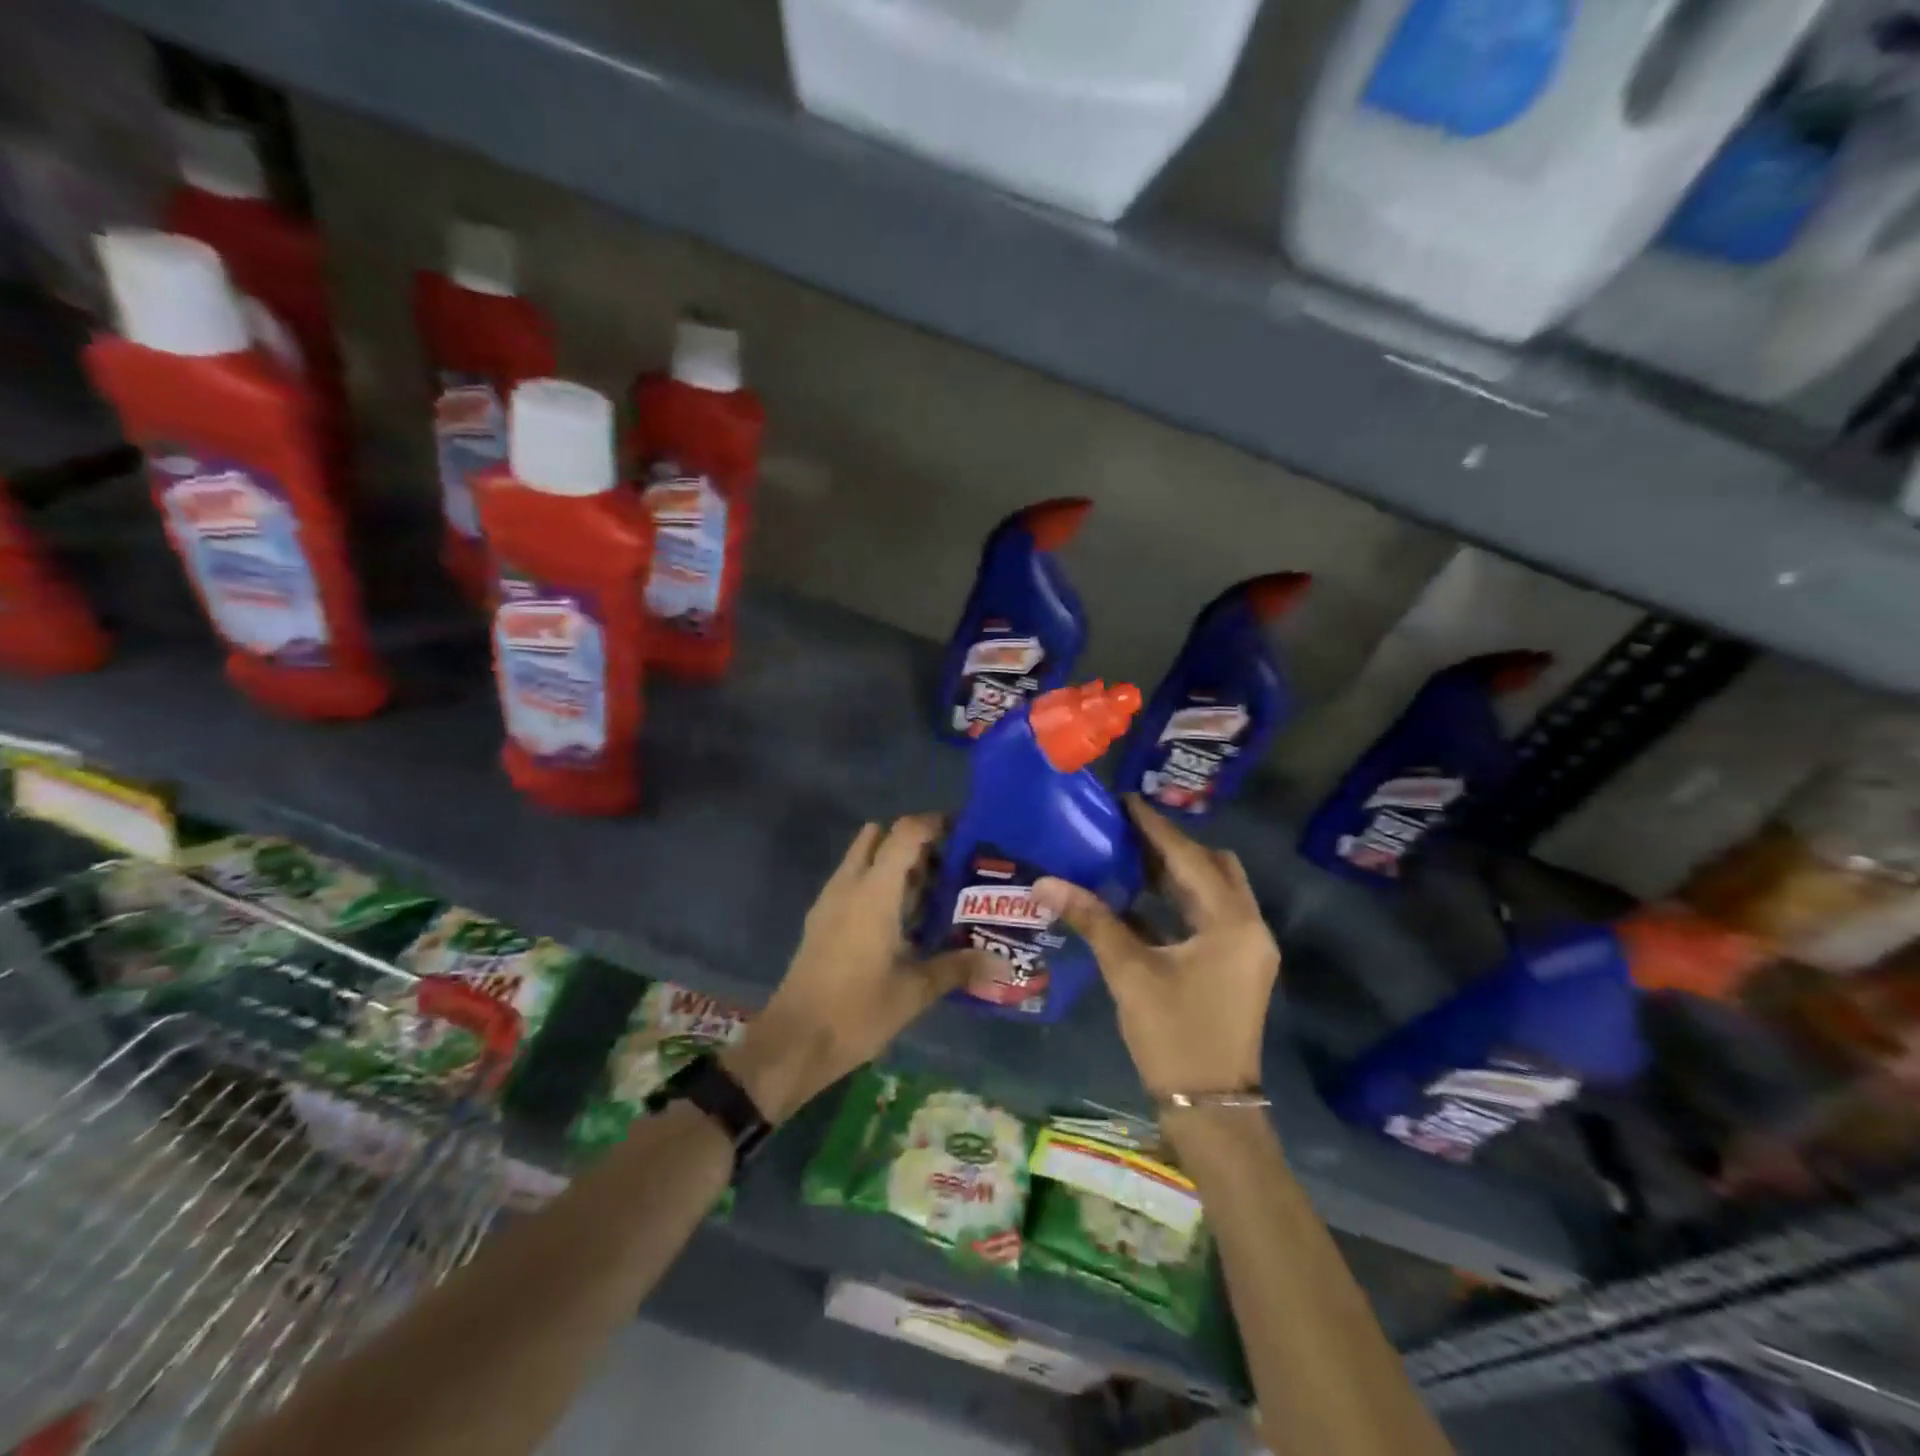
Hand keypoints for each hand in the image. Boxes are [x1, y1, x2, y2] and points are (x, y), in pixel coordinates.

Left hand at [722, 815, 979, 1122]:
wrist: (793, 1042)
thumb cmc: (856, 1011)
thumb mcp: (914, 991)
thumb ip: (957, 968)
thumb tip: (1001, 964)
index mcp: (874, 891)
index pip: (904, 833)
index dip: (934, 824)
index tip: (963, 831)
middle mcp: (849, 885)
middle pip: (880, 837)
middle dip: (913, 842)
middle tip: (947, 865)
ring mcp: (830, 902)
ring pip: (863, 860)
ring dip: (894, 864)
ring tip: (931, 893)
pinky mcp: (821, 921)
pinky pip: (852, 883)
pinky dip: (877, 885)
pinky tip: (902, 921)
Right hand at [1034, 796, 1278, 1099]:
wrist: (1210, 1110)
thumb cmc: (1174, 1037)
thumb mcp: (1130, 973)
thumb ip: (1092, 920)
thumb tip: (1044, 883)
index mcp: (1232, 923)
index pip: (1191, 858)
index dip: (1156, 828)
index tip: (1125, 801)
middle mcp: (1248, 927)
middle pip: (1213, 867)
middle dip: (1171, 846)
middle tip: (1126, 833)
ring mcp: (1245, 949)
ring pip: (1213, 892)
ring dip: (1176, 873)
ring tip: (1128, 856)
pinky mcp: (1234, 966)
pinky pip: (1208, 917)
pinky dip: (1178, 902)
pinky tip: (1139, 900)